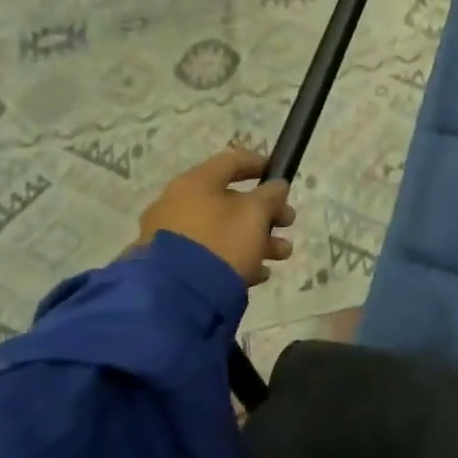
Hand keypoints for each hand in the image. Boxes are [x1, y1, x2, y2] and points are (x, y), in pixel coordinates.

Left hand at [135, 149, 295, 286]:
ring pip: (223, 230)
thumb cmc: (221, 242)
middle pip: (230, 200)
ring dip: (257, 238)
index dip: (260, 164)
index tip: (281, 176)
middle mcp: (177, 204)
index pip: (231, 161)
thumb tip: (276, 186)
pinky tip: (257, 274)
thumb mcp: (256, 213)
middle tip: (288, 223)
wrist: (175, 296)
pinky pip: (210, 253)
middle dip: (266, 212)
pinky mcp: (169, 265)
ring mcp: (170, 236)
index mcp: (195, 183)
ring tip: (280, 255)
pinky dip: (235, 258)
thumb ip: (270, 195)